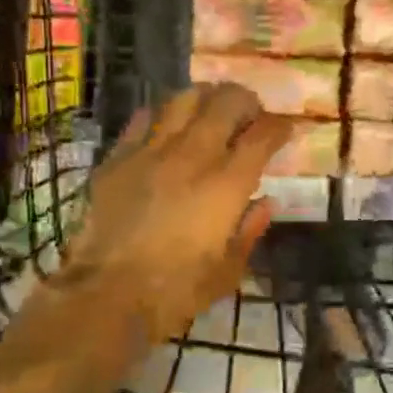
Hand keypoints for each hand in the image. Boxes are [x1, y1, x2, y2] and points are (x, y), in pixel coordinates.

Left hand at [63, 83, 288, 345]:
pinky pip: (143, 119)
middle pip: (226, 102)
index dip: (279, 127)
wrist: (107, 294)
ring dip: (204, 97)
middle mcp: (193, 156)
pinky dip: (162, 116)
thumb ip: (250, 230)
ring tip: (210, 109)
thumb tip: (266, 203)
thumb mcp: (228, 271)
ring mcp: (152, 152)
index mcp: (227, 184)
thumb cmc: (176, 290)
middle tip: (250, 113)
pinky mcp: (118, 158)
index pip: (262, 136)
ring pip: (183, 99)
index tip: (285, 129)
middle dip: (245, 101)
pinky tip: (165, 126)